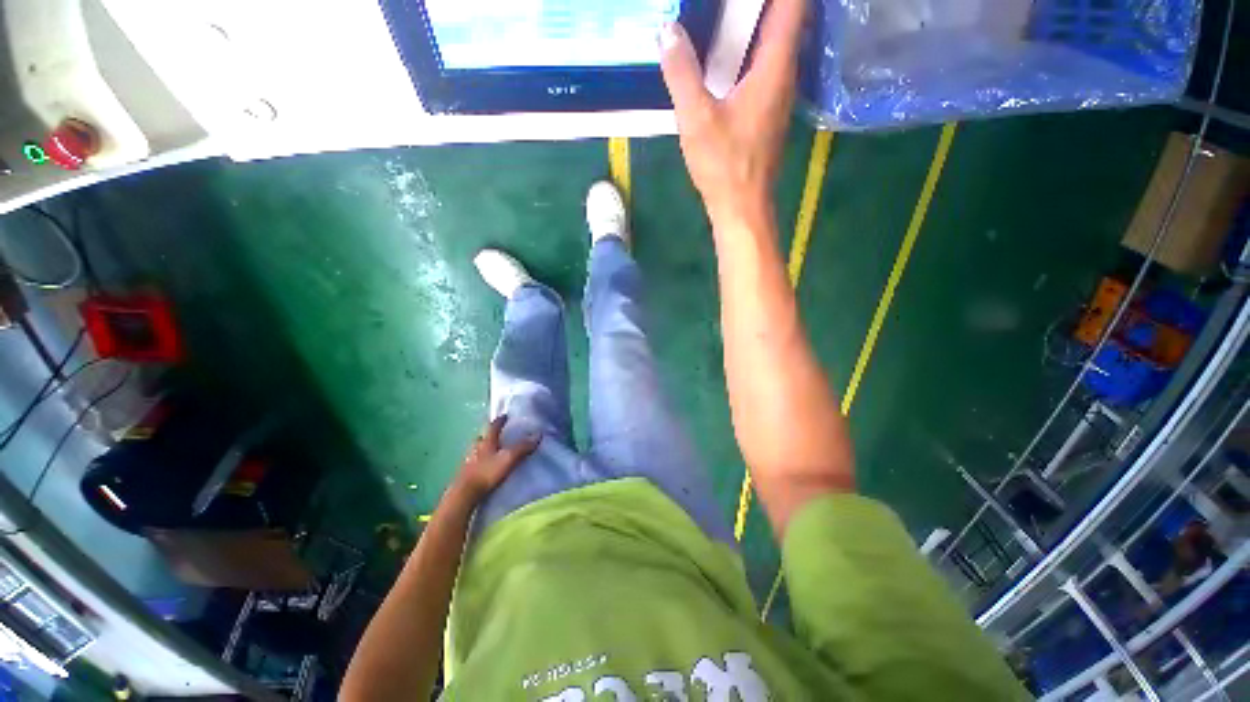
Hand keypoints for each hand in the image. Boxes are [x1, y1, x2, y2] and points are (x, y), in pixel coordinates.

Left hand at [452, 416, 539, 501]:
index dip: (500, 420)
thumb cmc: (487, 473)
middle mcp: (476, 447)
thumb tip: (538, 434)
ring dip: (483, 445)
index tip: (505, 416)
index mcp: (486, 441)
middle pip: (482, 436)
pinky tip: (483, 464)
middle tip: (497, 433)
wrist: (464, 493)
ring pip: (476, 447)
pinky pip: (473, 459)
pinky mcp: (465, 471)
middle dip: (489, 433)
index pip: (493, 426)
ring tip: (491, 448)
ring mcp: (468, 459)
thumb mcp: (508, 459)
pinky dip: (479, 458)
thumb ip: (522, 447)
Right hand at [659, 0, 806, 228]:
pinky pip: (762, 68)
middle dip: (761, 4)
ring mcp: (777, 96)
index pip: (793, 4)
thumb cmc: (724, 165)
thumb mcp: (696, 118)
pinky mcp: (766, 114)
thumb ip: (682, 73)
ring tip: (723, 14)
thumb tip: (667, 31)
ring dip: (754, 24)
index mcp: (774, 66)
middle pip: (785, 19)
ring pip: (774, 44)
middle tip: (726, 4)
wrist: (741, 207)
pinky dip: (748, 52)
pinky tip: (723, 57)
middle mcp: (784, 75)